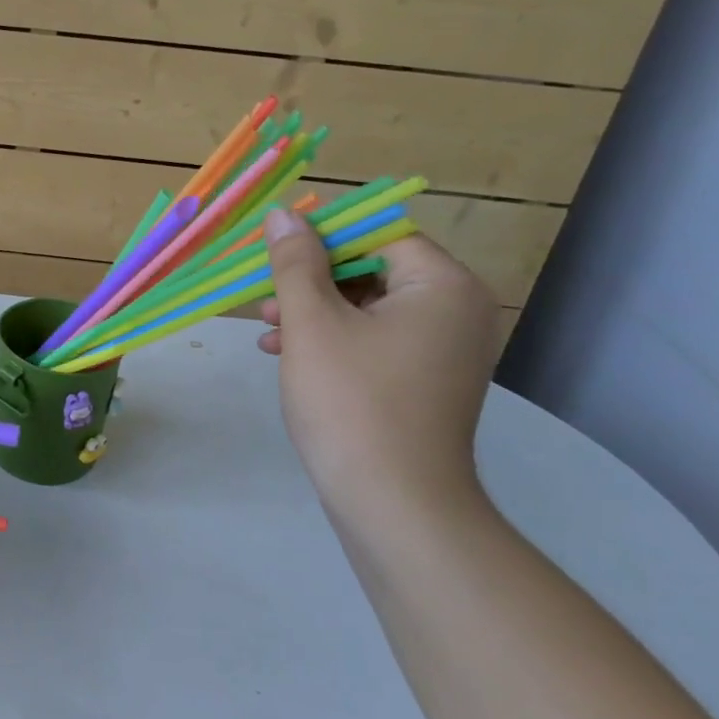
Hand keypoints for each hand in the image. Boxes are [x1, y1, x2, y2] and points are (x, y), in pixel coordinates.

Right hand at [257, 207, 500, 524]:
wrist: (394, 503)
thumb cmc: (352, 402)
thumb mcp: (312, 323)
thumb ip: (296, 264)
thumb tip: (284, 214)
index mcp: (441, 286)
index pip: (379, 233)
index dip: (322, 236)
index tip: (274, 252)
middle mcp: (455, 311)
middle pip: (372, 270)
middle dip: (311, 281)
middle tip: (264, 297)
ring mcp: (443, 351)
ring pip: (368, 309)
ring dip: (314, 312)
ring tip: (268, 331)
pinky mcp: (424, 383)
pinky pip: (375, 342)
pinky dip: (332, 342)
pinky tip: (287, 355)